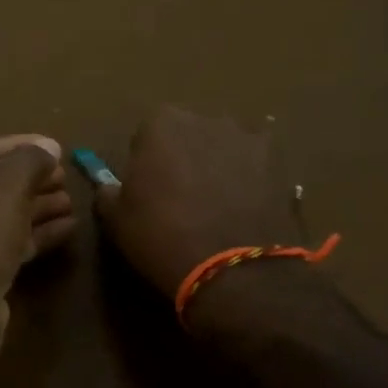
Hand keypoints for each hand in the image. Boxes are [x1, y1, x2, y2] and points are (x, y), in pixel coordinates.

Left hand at [0, 134, 74, 371]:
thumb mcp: (7, 186)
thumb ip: (31, 160)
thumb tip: (50, 147)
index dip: (19, 145)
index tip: (56, 149)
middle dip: (30, 179)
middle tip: (66, 177)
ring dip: (35, 207)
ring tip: (73, 201)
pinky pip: (0, 243)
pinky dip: (31, 234)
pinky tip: (67, 228)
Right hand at [94, 107, 299, 298]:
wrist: (232, 269)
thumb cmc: (162, 238)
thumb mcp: (117, 220)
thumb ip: (108, 192)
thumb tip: (110, 186)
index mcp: (160, 123)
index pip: (146, 136)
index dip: (146, 164)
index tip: (148, 191)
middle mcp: (205, 118)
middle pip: (189, 134)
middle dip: (185, 157)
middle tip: (183, 198)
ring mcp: (247, 137)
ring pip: (224, 145)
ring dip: (220, 163)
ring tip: (220, 204)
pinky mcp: (279, 161)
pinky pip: (258, 163)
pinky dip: (253, 176)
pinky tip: (249, 205)